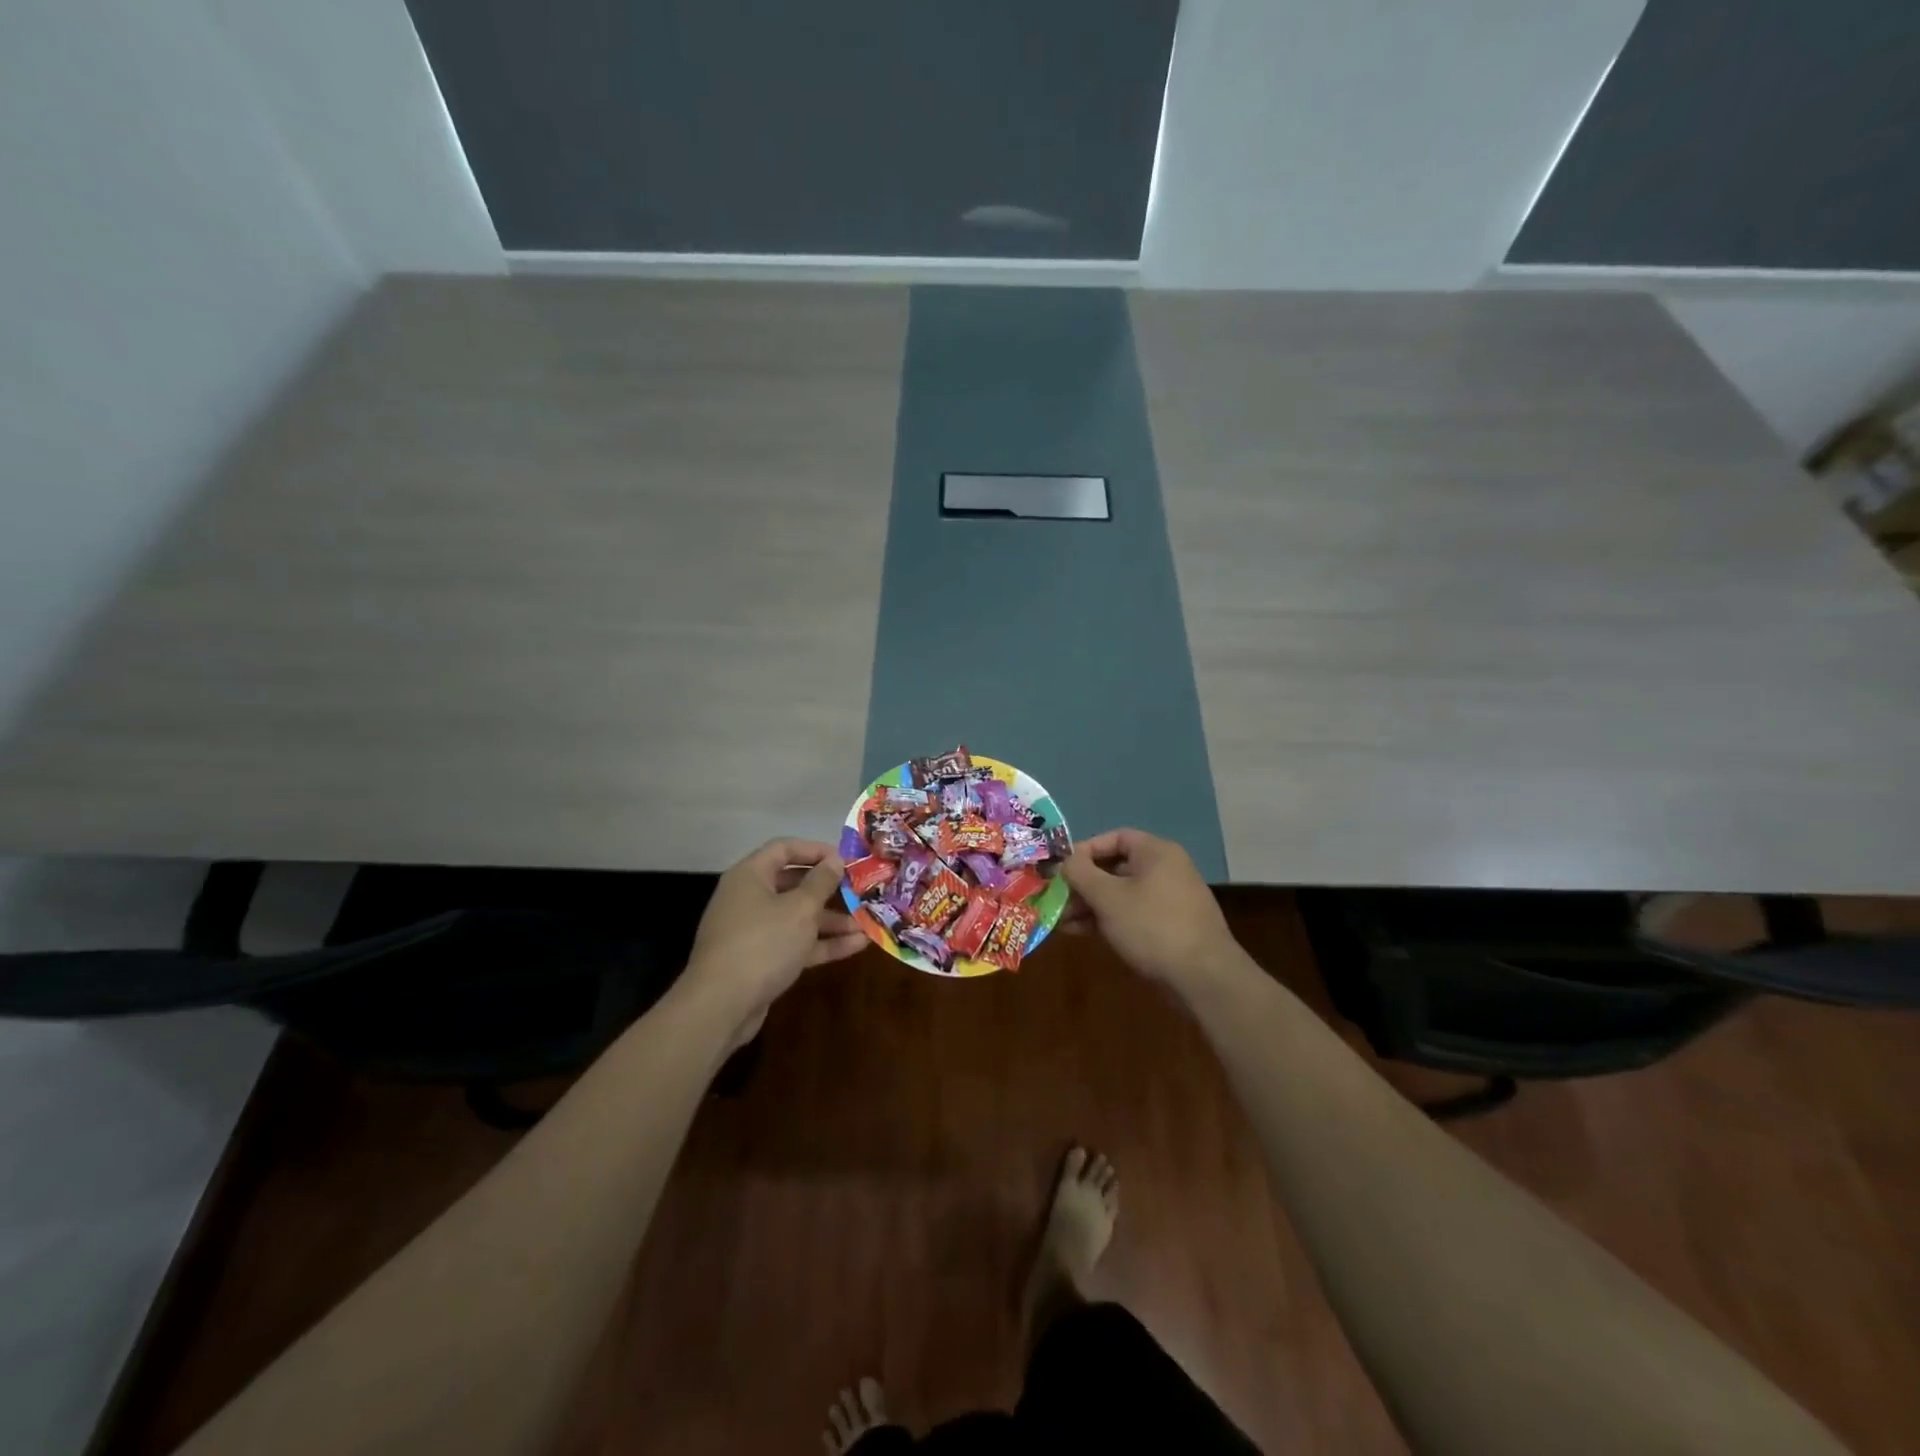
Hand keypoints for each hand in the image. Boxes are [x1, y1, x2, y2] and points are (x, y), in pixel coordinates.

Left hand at [685, 840, 866, 1023]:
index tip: (846, 860)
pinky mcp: (760, 960)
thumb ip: (821, 882)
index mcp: (750, 876)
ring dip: (831, 920)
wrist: (721, 1006)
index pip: (784, 849)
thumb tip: (835, 860)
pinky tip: (856, 945)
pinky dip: (821, 943)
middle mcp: (749, 898)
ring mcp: (753, 931)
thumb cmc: (763, 943)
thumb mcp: (800, 908)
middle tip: (860, 891)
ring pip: (797, 917)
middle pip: (793, 884)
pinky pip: (795, 943)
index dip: (816, 850)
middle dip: (829, 889)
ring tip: (866, 923)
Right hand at [1060, 828, 1242, 990]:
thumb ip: (1080, 873)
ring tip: (1063, 922)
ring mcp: (1169, 899)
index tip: (1060, 869)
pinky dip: (1108, 919)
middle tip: (1057, 900)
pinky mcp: (1170, 927)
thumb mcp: (1108, 897)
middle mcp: (1166, 869)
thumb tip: (1065, 861)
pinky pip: (1132, 914)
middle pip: (1115, 867)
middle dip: (1083, 884)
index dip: (1084, 850)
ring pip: (1121, 893)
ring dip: (1091, 905)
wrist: (1203, 978)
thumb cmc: (1152, 926)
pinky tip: (1083, 933)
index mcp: (1156, 852)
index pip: (1114, 838)